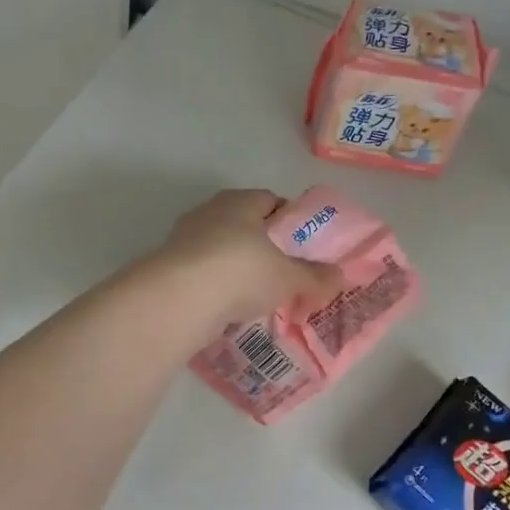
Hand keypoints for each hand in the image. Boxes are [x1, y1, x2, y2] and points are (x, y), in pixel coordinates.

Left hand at [156, 189, 346, 323]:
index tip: (304, 245)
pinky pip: (204, 274)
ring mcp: (185, 239)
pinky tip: (231, 309)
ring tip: (260, 296)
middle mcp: (210, 212)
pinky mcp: (170, 268)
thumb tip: (339, 277)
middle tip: (285, 272)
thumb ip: (314, 277)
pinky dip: (218, 288)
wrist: (179, 299)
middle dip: (264, 247)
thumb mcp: (288, 277)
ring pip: (222, 251)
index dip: (290, 221)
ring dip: (239, 269)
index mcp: (240, 202)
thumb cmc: (241, 271)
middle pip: (245, 225)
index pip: (270, 200)